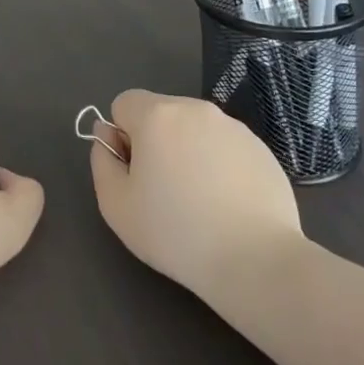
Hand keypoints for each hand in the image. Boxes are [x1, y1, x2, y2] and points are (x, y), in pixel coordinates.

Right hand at [90, 89, 303, 295]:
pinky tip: (227, 205)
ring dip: (187, 151)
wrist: (255, 260)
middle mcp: (195, 109)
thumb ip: (102, 161)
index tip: (135, 173)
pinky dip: (219, 165)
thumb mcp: (116, 205)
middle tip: (164, 190)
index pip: (124, 103)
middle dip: (155, 142)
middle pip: (160, 113)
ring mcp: (233, 127)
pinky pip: (225, 147)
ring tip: (199, 201)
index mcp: (157, 115)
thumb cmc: (176, 233)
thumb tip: (108, 138)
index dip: (121, 136)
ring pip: (194, 129)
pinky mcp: (261, 148)